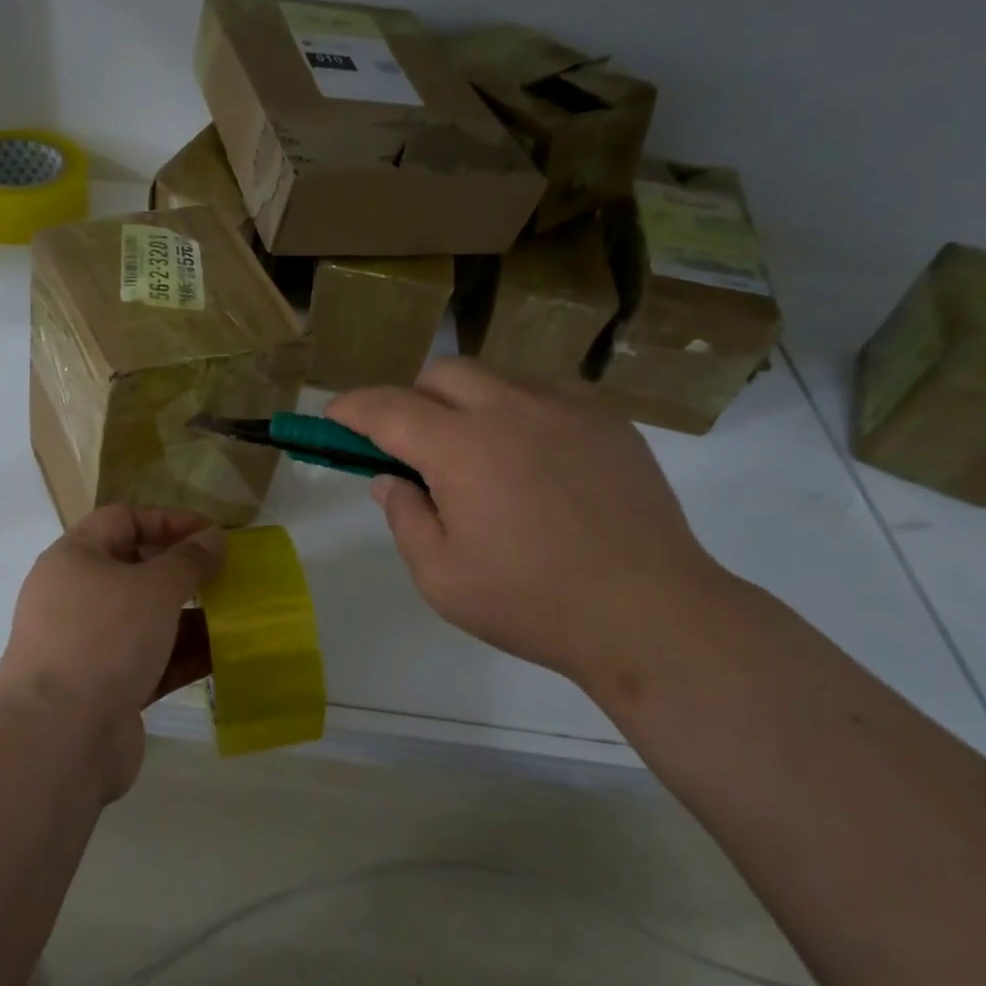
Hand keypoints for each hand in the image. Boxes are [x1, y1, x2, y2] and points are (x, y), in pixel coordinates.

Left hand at [0, 505, 224, 799]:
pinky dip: (182, 655)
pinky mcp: (105, 689)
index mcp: (74, 559)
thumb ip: (189, 560)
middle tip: (226, 574)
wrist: (58, 739)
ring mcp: (89, 645)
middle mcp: (76, 597)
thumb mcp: (154, 588)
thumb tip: (214, 537)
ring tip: (235, 614)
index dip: (169, 520)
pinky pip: (150, 660)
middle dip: (183, 570)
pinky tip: (223, 655)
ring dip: (189, 615)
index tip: (213, 533)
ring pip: (146, 619)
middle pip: (135, 569)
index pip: (123, 520)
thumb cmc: (104, 639)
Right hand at [327, 359, 736, 688]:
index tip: (334, 417)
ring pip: (494, 377)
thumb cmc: (534, 603)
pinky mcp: (606, 417)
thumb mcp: (442, 578)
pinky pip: (544, 392)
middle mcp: (510, 408)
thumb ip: (404, 518)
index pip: (386, 407)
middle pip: (440, 372)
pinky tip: (533, 458)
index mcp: (461, 448)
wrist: (651, 613)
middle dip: (411, 399)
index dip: (351, 408)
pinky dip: (518, 411)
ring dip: (466, 404)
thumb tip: (390, 479)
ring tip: (479, 457)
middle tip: (413, 448)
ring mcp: (565, 406)